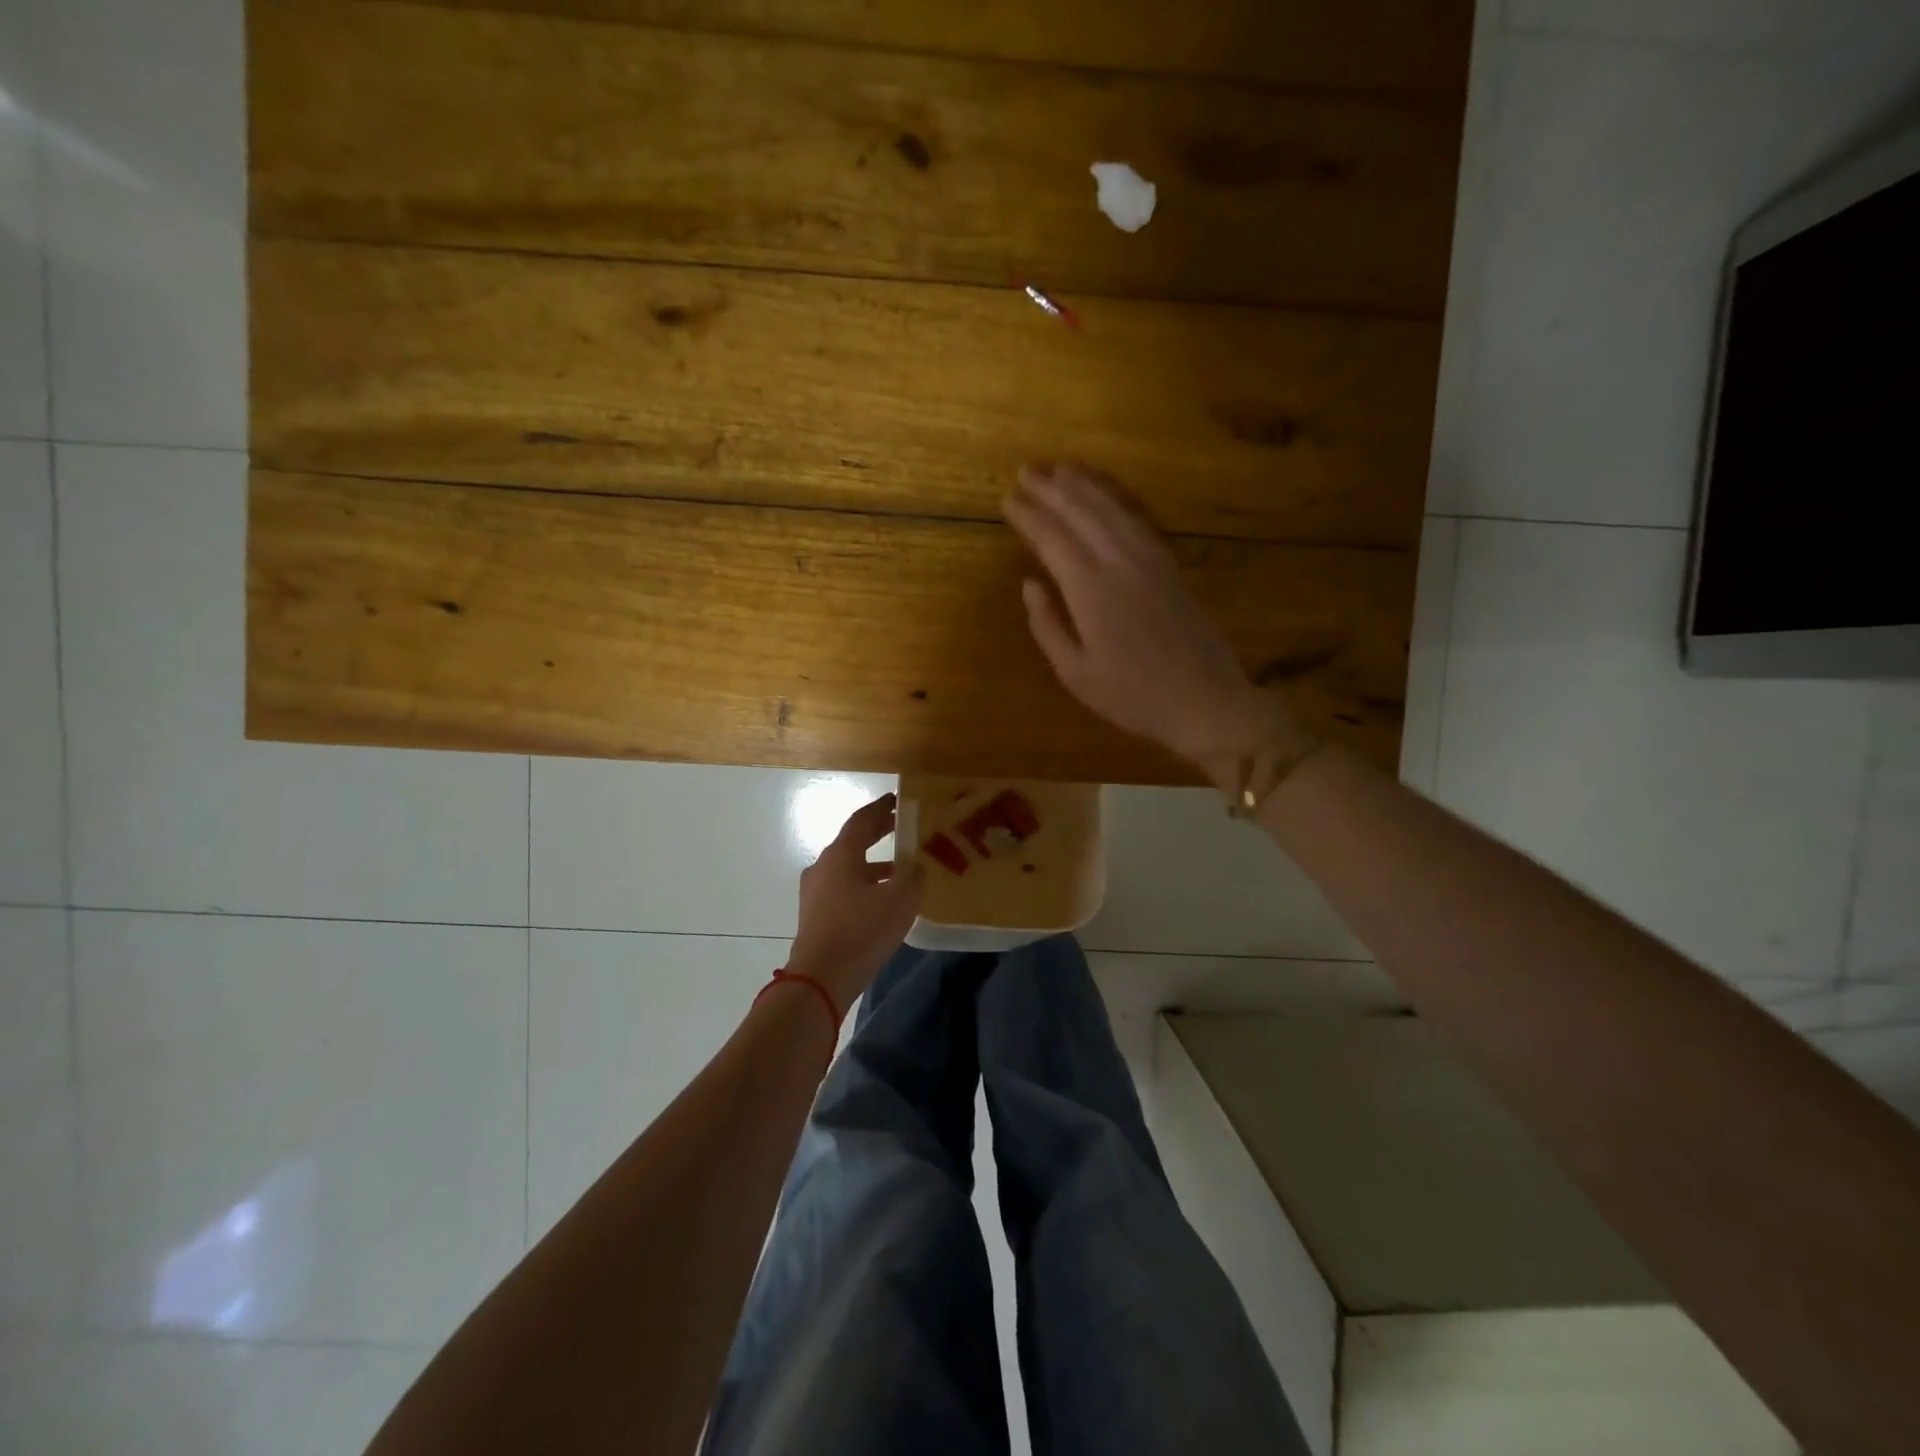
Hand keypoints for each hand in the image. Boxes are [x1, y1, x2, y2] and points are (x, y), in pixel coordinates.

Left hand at [786, 794, 923, 1007]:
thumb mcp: (900, 900)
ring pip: (848, 867)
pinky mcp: (815, 915)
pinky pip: (843, 888)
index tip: (897, 800)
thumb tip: (915, 867)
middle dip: (877, 833)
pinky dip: (864, 884)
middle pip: (852, 841)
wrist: (820, 979)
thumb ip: (913, 876)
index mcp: (840, 854)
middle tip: (901, 827)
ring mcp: (815, 892)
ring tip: (901, 869)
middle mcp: (823, 866)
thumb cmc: (861, 931)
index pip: (861, 820)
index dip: (881, 808)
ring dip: (873, 863)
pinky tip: (883, 901)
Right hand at [1004, 462, 1306, 779]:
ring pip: (1113, 509)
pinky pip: (1138, 520)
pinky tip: (1105, 497)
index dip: (1029, 516)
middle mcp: (1120, 563)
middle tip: (1026, 471)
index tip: (1008, 498)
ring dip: (1084, 486)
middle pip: (1082, 512)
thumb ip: (1047, 625)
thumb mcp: (1076, 673)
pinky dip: (1116, 500)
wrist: (1205, 701)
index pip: (1052, 539)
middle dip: (1051, 488)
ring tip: (1060, 470)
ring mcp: (1151, 561)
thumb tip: (1029, 584)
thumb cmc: (1133, 697)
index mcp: (1091, 590)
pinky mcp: (1171, 566)